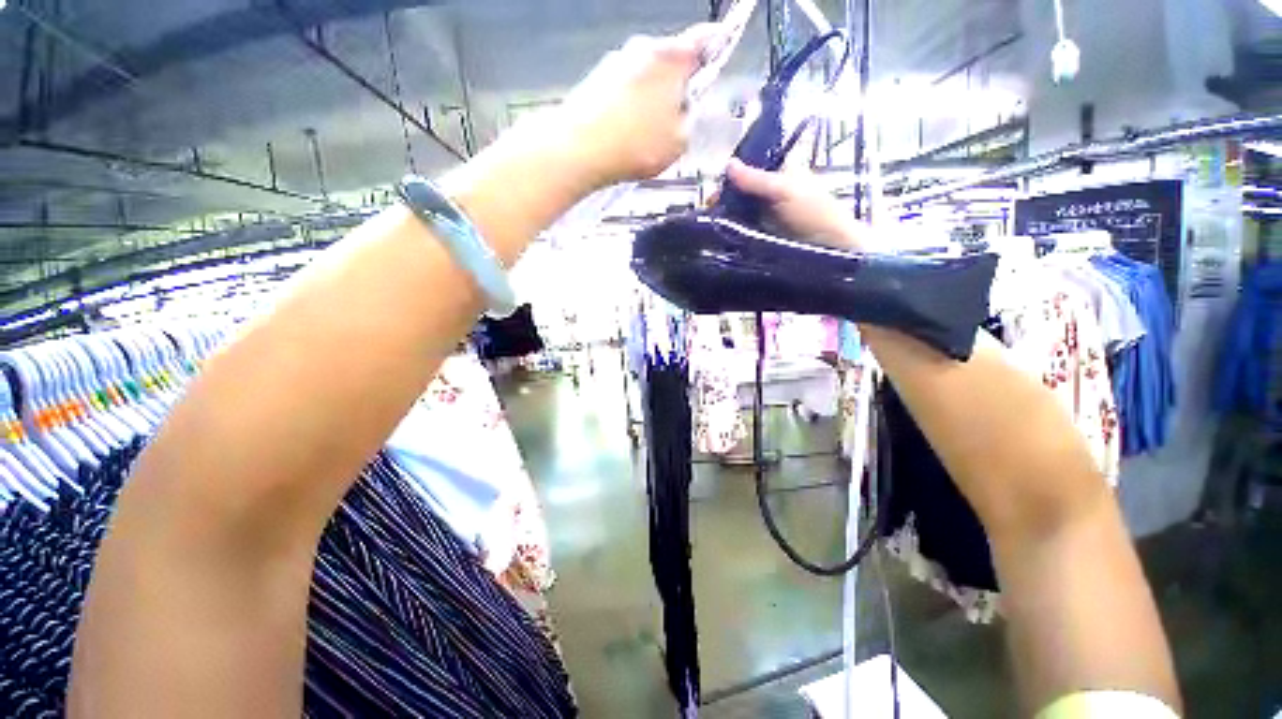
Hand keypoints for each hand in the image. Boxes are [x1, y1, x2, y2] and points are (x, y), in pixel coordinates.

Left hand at [557, 25, 719, 188]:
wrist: (579, 150)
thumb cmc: (637, 145)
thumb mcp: (680, 141)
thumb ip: (691, 119)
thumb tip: (686, 107)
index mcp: (671, 57)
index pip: (704, 39)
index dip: (718, 43)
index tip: (724, 43)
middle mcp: (643, 48)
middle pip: (671, 62)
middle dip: (677, 87)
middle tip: (677, 122)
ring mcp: (616, 61)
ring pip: (646, 78)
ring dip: (652, 100)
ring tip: (645, 138)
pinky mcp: (596, 79)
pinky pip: (625, 90)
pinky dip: (630, 108)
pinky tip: (626, 136)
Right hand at [725, 159, 865, 250]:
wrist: (826, 249)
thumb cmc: (812, 213)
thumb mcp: (783, 190)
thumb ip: (755, 179)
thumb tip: (727, 164)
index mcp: (781, 172)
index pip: (751, 166)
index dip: (732, 174)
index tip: (716, 187)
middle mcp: (772, 191)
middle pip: (742, 189)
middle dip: (726, 196)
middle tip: (711, 208)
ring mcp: (767, 214)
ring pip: (740, 209)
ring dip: (726, 214)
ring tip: (711, 221)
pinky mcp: (763, 233)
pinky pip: (743, 227)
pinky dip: (732, 228)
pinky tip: (720, 232)